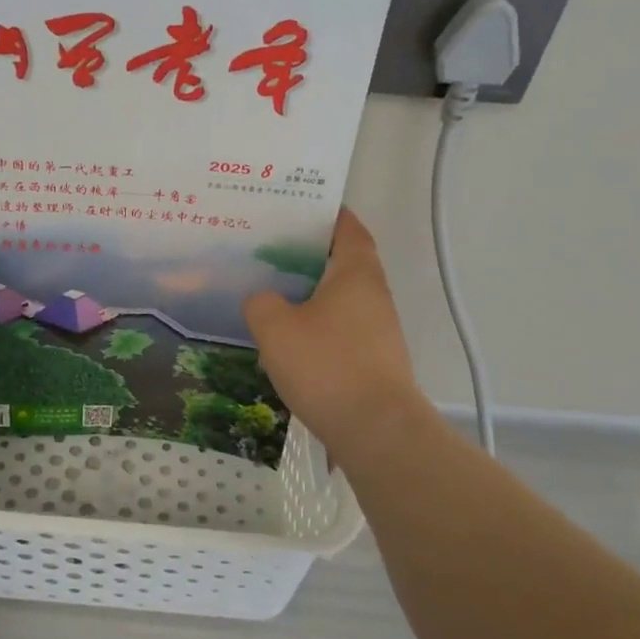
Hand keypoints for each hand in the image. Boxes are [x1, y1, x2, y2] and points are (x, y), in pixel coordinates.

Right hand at [243, 208, 423, 449]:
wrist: (375, 430)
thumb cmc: (326, 365)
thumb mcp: (275, 328)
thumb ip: (261, 303)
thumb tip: (262, 299)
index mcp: (356, 273)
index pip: (347, 228)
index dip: (328, 214)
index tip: (299, 208)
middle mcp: (374, 295)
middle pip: (342, 263)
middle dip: (309, 257)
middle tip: (268, 253)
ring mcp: (378, 330)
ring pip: (339, 300)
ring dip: (310, 296)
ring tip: (271, 296)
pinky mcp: (374, 361)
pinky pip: (340, 331)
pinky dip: (317, 327)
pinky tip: (288, 342)